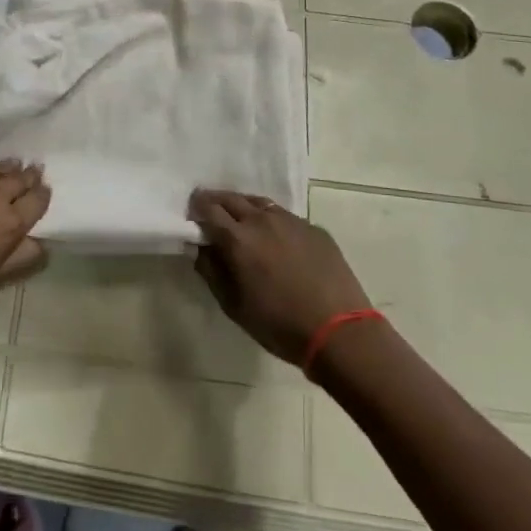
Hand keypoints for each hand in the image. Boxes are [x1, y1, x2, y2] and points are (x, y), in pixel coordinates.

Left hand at [0, 161, 49, 316]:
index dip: (42, 194)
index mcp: (12, 221)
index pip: (38, 200)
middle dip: (29, 176)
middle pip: (20, 178)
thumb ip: (22, 257)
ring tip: (13, 165)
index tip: (44, 190)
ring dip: (8, 167)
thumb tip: (42, 243)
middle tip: (33, 172)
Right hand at [190, 191, 371, 367]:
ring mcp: (291, 221)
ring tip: (239, 219)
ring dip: (243, 207)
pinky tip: (274, 236)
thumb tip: (199, 248)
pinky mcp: (314, 228)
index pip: (208, 209)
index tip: (191, 214)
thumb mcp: (234, 305)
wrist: (340, 331)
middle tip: (209, 210)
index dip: (196, 208)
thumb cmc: (279, 324)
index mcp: (238, 239)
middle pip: (231, 199)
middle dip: (215, 201)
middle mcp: (262, 220)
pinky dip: (270, 219)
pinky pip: (284, 216)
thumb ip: (211, 271)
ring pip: (259, 203)